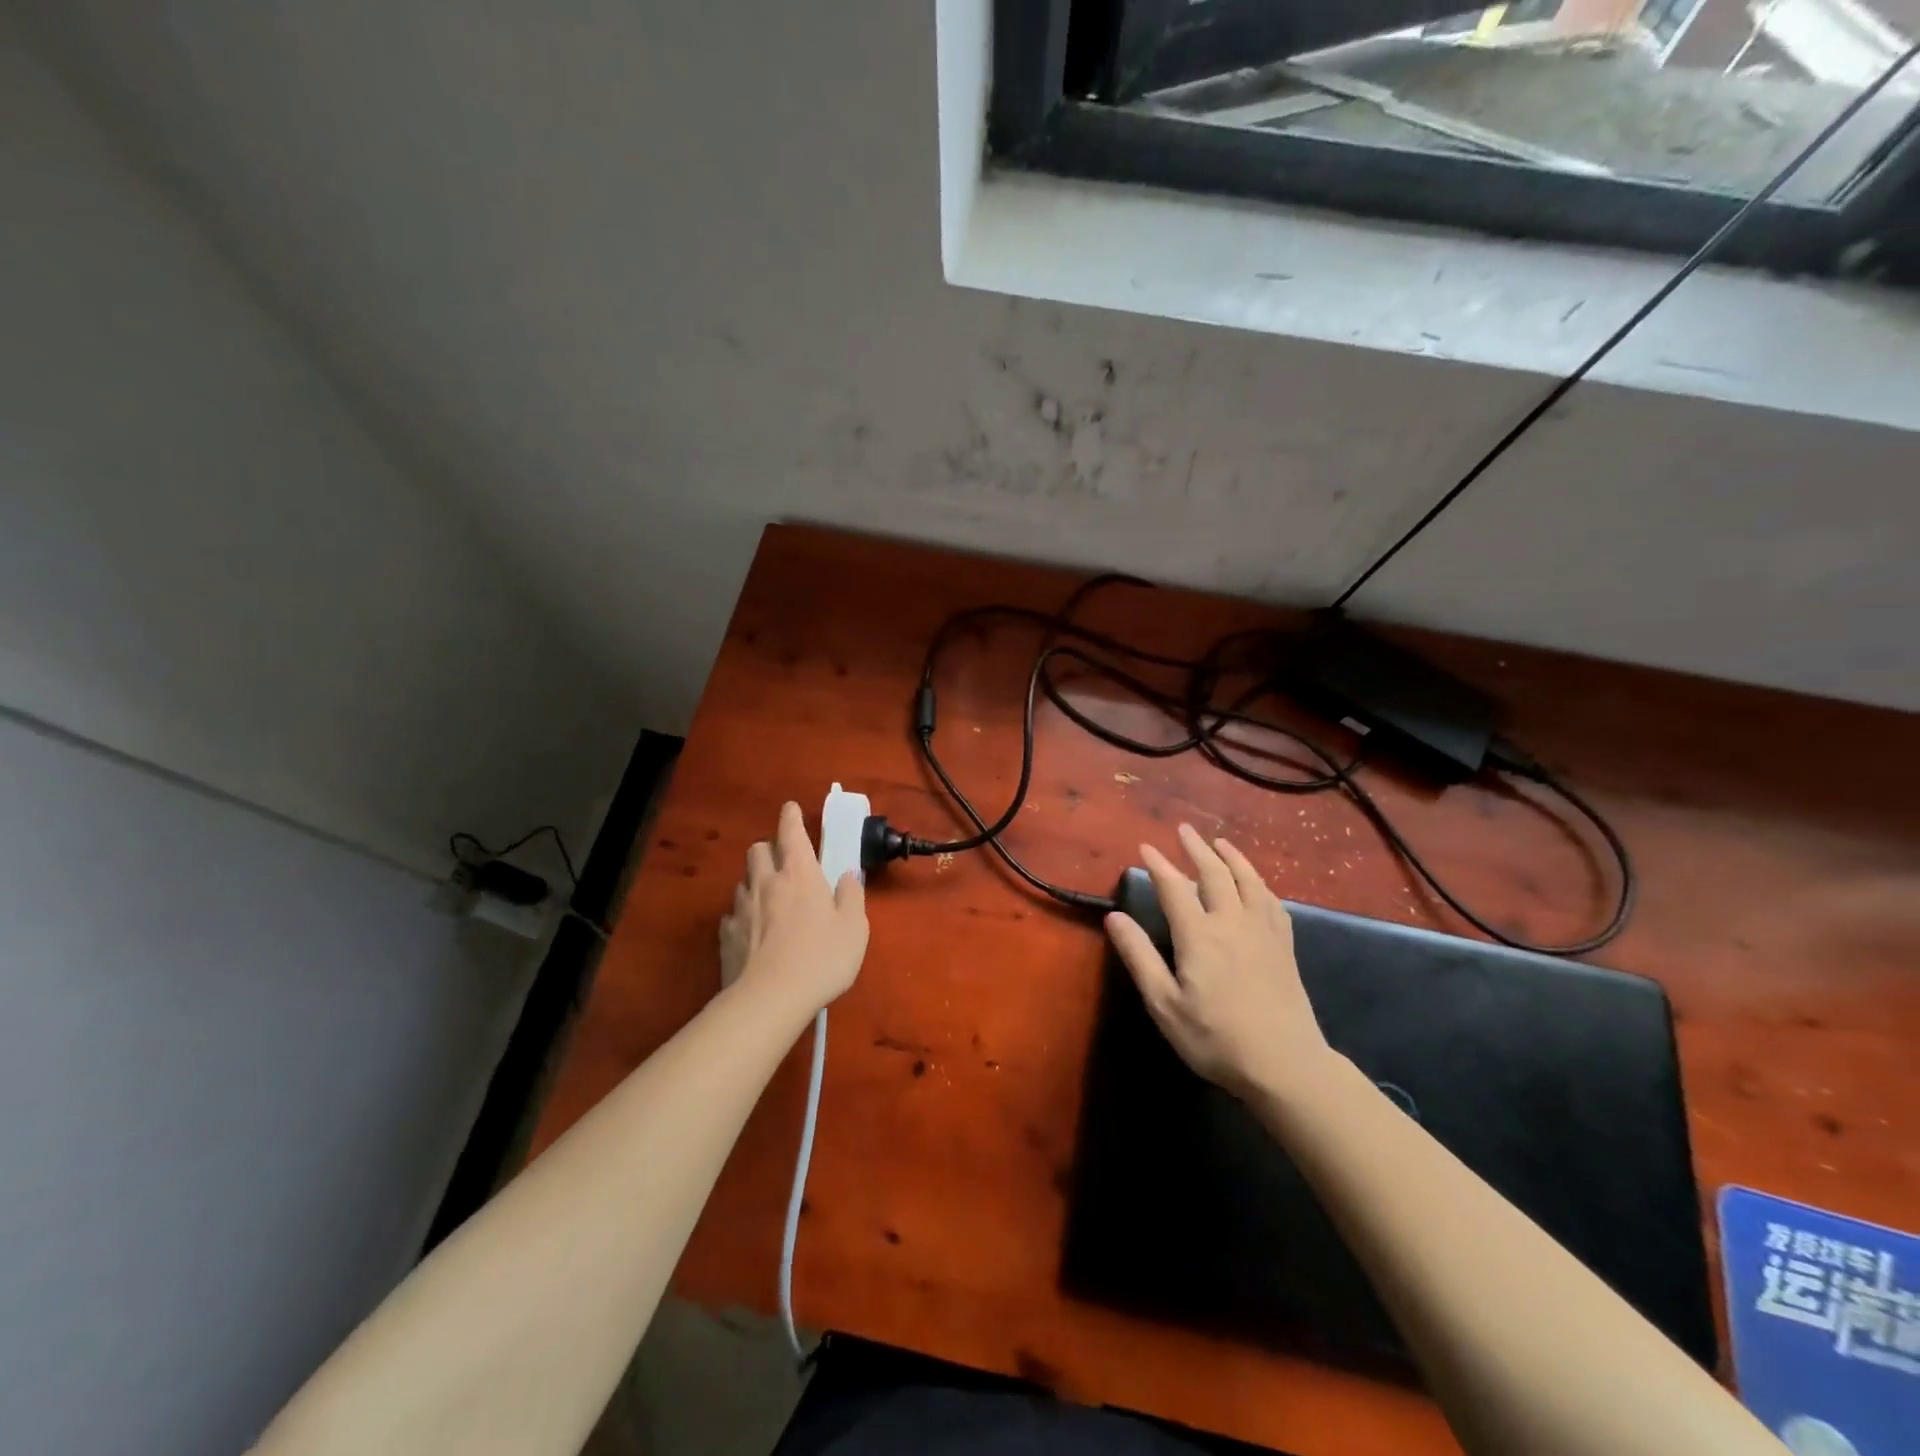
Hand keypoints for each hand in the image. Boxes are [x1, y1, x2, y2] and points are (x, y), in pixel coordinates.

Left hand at [719, 801, 867, 1015]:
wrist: (769, 999)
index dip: (791, 816)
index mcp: (799, 873)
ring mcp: (742, 907)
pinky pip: (733, 913)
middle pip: (758, 849)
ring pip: (743, 879)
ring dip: (756, 881)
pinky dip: (743, 914)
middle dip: (769, 848)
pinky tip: (753, 931)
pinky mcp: (726, 935)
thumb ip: (851, 897)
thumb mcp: (854, 929)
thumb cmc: (821, 959)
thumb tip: (847, 876)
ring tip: (769, 899)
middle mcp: (766, 882)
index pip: (790, 831)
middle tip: (784, 863)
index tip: (791, 809)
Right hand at [1105, 824, 1332, 1101]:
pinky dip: (1260, 884)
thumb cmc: (1215, 1038)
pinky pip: (1273, 902)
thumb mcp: (1164, 1004)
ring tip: (1221, 843)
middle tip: (1184, 829)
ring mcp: (1263, 932)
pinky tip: (1257, 885)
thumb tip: (1114, 917)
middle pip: (1214, 874)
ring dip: (1232, 857)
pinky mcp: (1284, 947)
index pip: (1174, 888)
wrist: (1286, 1065)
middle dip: (1196, 848)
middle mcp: (1232, 923)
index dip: (1159, 865)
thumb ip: (1139, 957)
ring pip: (1248, 881)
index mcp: (1199, 935)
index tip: (1146, 847)